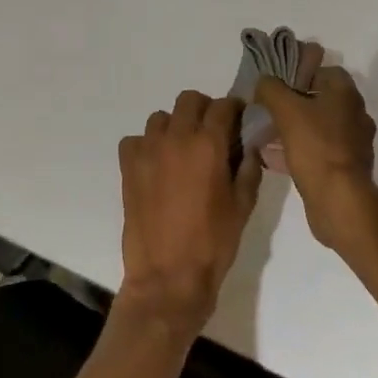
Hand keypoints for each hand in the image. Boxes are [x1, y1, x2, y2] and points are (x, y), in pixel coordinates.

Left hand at [115, 91, 259, 336]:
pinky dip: (146, 145)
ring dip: (175, 126)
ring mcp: (148, 151)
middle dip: (204, 109)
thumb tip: (249, 146)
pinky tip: (156, 165)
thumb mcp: (243, 206)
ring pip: (160, 118)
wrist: (168, 277)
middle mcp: (177, 138)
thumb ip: (249, 169)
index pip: (222, 106)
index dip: (233, 108)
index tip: (238, 119)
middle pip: (189, 100)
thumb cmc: (213, 243)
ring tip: (182, 150)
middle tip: (211, 131)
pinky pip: (135, 141)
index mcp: (209, 145)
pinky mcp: (128, 168)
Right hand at [252, 61, 377, 249]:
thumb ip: (271, 89)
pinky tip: (272, 158)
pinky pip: (317, 152)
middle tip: (267, 109)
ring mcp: (352, 143)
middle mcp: (354, 115)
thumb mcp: (287, 110)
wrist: (339, 200)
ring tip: (265, 133)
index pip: (325, 71)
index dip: (300, 73)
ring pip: (317, 128)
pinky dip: (297, 152)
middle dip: (293, 104)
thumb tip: (264, 81)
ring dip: (293, 129)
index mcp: (346, 94)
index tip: (277, 84)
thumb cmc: (316, 147)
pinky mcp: (344, 169)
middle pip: (320, 100)